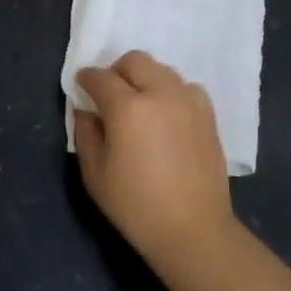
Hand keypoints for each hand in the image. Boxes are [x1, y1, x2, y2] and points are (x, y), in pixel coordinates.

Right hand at [74, 50, 238, 272]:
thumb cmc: (136, 206)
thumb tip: (86, 111)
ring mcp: (188, 101)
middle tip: (110, 94)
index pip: (101, 77)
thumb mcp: (95, 174)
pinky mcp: (208, 114)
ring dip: (145, 79)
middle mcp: (160, 93)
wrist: (192, 229)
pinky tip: (166, 115)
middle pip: (135, 60)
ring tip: (140, 105)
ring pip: (162, 70)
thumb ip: (86, 133)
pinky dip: (171, 92)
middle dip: (117, 71)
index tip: (81, 86)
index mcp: (127, 107)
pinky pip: (186, 87)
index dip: (86, 79)